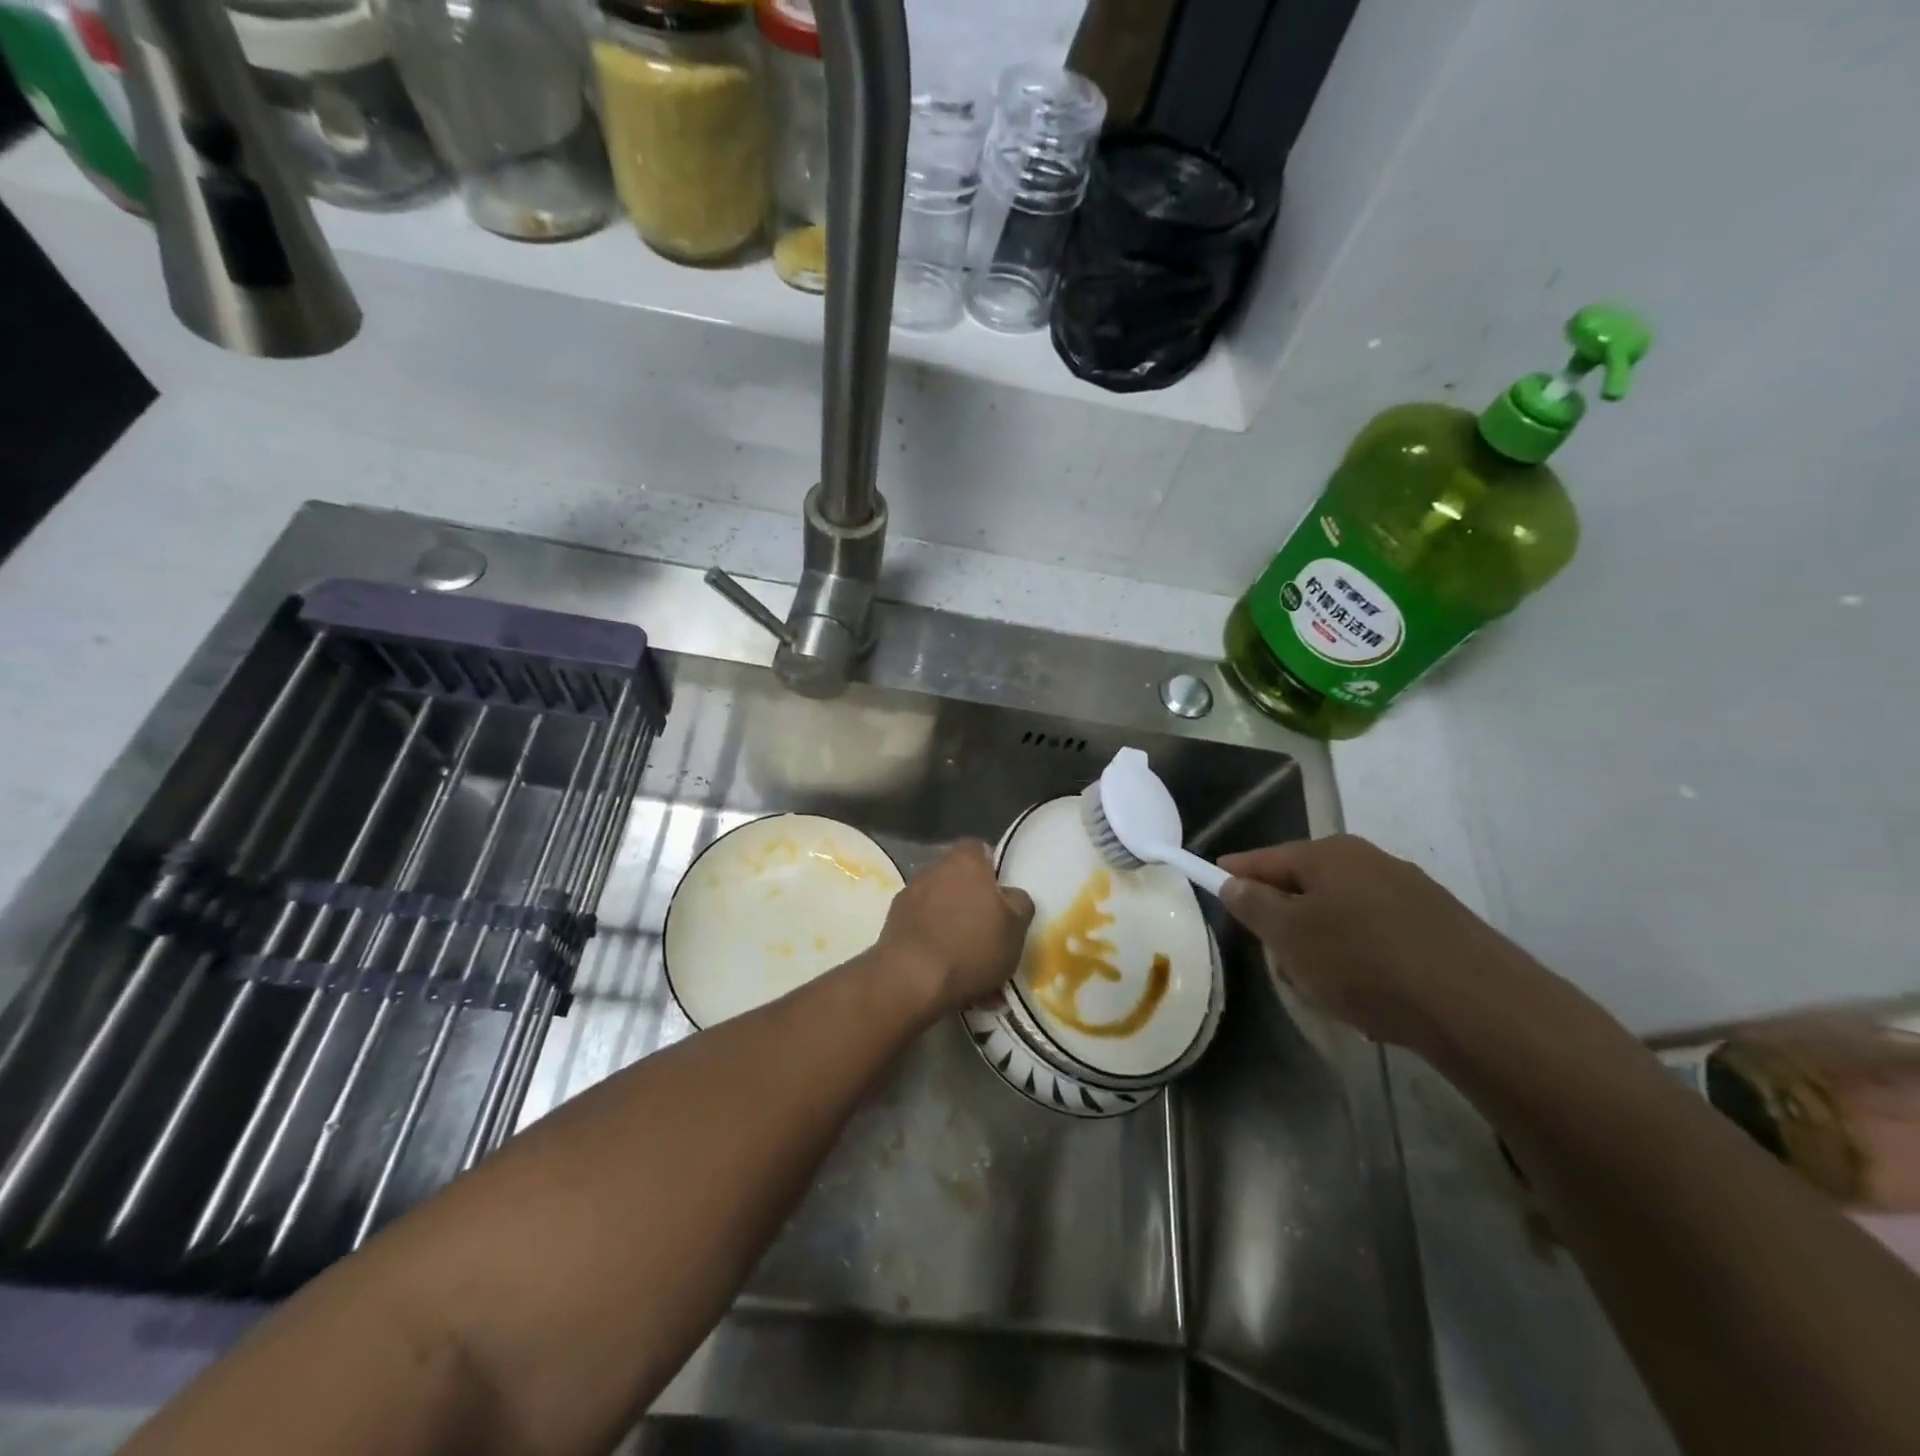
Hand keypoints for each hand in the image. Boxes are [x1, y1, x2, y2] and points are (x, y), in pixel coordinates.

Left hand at [877, 841, 1034, 1017]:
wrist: (911, 979)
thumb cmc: (972, 947)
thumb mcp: (1016, 928)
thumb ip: (1018, 902)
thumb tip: (1010, 895)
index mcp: (965, 861)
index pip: (979, 848)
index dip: (991, 868)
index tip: (1000, 893)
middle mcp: (933, 869)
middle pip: (956, 876)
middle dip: (968, 896)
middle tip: (984, 925)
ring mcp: (908, 894)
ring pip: (936, 901)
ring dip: (947, 918)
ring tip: (961, 952)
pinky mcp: (892, 922)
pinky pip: (919, 924)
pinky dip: (929, 937)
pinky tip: (940, 964)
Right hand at [1218, 834, 1537, 1053]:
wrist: (1479, 1006)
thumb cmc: (1363, 962)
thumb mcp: (1290, 936)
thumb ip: (1254, 905)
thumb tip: (1233, 882)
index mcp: (1329, 854)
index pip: (1265, 858)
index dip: (1235, 872)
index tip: (1212, 883)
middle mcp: (1370, 861)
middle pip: (1306, 884)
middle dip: (1284, 916)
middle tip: (1274, 955)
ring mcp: (1411, 891)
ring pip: (1343, 911)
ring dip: (1324, 939)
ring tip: (1324, 985)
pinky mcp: (1441, 926)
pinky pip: (1379, 934)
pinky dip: (1362, 956)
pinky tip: (1370, 993)